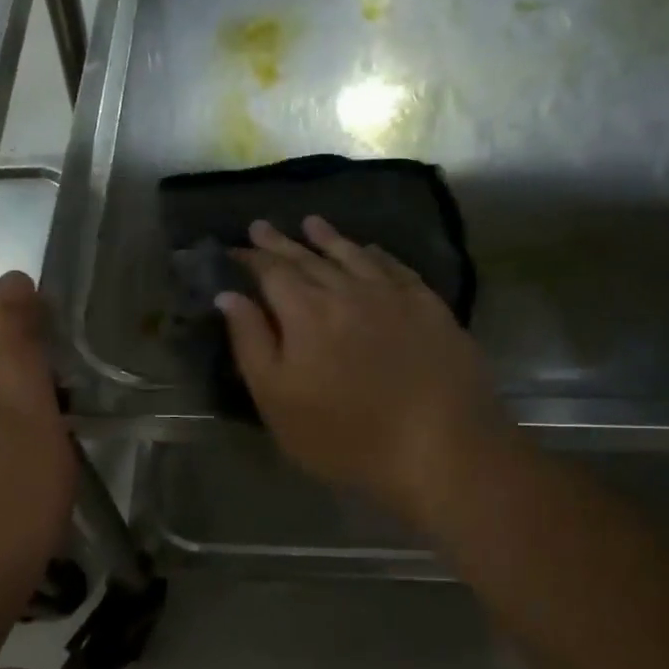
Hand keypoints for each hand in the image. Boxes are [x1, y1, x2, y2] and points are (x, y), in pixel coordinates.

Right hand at [218, 217, 511, 529]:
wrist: (439, 445)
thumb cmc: (345, 435)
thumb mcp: (278, 399)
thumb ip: (251, 343)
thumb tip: (229, 296)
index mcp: (305, 312)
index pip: (270, 272)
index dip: (250, 258)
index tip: (235, 248)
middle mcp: (347, 291)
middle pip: (308, 258)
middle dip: (282, 243)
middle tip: (262, 226)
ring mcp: (392, 296)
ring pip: (353, 256)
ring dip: (329, 238)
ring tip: (311, 223)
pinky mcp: (429, 307)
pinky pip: (396, 268)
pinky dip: (377, 255)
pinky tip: (371, 250)